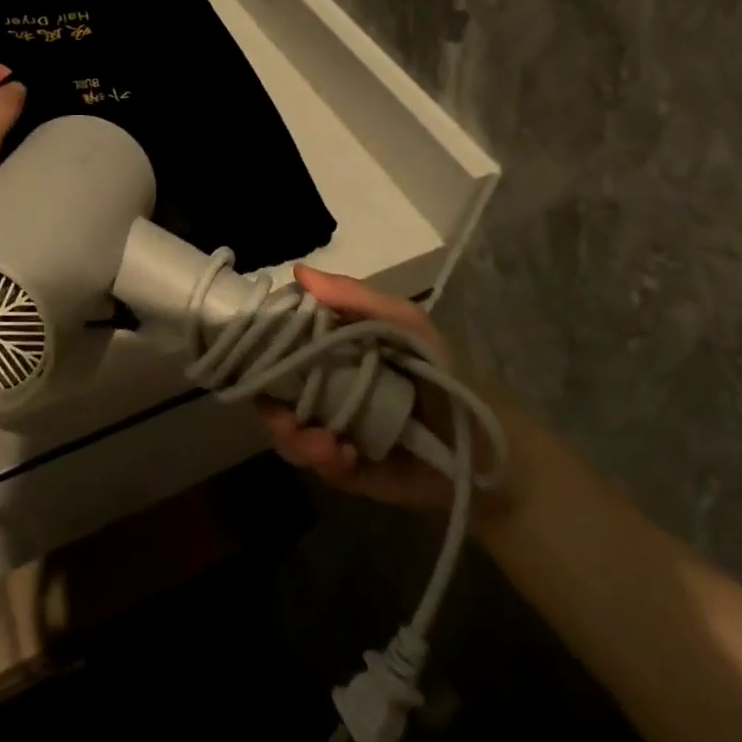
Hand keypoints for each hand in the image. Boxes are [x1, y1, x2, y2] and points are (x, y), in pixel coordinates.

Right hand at [258, 264, 459, 512]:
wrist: (484, 444)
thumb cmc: (442, 371)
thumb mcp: (404, 323)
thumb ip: (354, 296)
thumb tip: (298, 272)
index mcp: (330, 350)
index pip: (281, 345)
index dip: (263, 348)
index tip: (257, 353)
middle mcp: (322, 386)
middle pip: (274, 393)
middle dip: (272, 408)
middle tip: (287, 416)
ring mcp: (331, 428)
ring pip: (288, 432)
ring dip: (296, 439)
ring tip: (327, 444)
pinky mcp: (345, 468)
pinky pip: (317, 465)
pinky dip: (323, 461)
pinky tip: (345, 456)